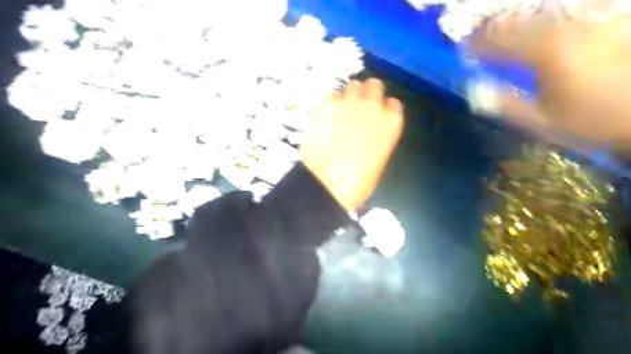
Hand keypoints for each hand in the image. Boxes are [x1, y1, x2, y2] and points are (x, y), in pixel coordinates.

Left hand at [301, 79, 404, 209]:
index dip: (384, 109)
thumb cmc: (359, 181)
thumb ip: (380, 136)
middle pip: (374, 85)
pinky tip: (327, 116)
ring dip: (349, 96)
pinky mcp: (327, 104)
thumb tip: (370, 130)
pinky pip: (332, 94)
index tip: (376, 117)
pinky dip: (331, 103)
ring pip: (353, 85)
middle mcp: (373, 105)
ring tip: (341, 111)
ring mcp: (349, 102)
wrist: (329, 183)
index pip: (393, 103)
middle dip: (368, 94)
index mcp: (391, 121)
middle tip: (358, 108)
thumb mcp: (380, 158)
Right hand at [466, 8, 630, 148]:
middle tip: (476, 34)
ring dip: (515, 19)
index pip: (500, 40)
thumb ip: (505, 105)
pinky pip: (567, 11)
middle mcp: (568, 28)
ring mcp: (590, 19)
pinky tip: (535, 25)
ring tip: (500, 27)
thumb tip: (476, 91)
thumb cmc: (592, 120)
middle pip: (520, 18)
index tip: (462, 48)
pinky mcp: (605, 21)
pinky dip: (543, 17)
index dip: (477, 43)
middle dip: (493, 26)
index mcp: (546, 53)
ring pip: (542, 10)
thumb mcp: (541, 122)